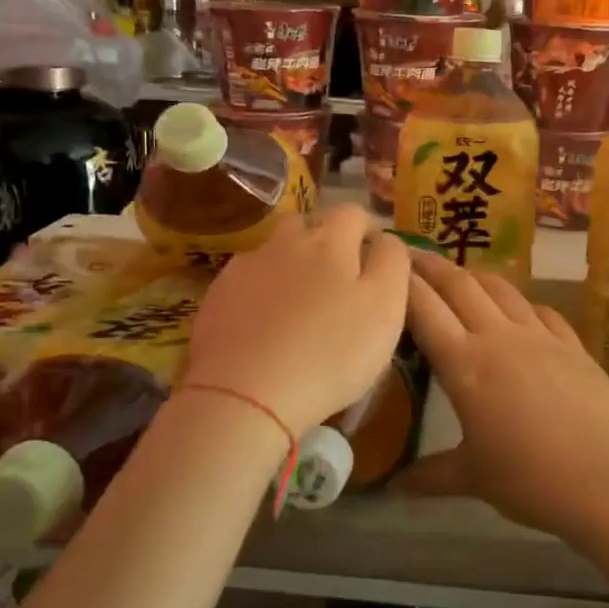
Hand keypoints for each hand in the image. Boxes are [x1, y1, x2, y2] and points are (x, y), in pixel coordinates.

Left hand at [184, 205, 409, 439]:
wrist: (245, 394)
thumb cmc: (330, 353)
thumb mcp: (385, 309)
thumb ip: (392, 264)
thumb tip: (386, 239)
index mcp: (330, 242)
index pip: (354, 213)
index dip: (368, 228)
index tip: (375, 254)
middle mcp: (285, 243)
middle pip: (307, 224)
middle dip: (324, 239)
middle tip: (337, 277)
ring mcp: (246, 268)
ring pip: (273, 250)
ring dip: (289, 262)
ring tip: (298, 300)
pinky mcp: (217, 297)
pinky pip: (245, 280)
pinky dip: (259, 291)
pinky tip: (264, 323)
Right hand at [395, 254, 608, 541]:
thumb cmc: (533, 480)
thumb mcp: (474, 478)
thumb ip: (430, 475)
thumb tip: (392, 487)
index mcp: (465, 364)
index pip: (424, 309)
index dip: (402, 283)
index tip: (386, 264)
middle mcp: (499, 337)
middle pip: (459, 285)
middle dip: (431, 265)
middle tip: (411, 253)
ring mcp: (540, 336)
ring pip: (500, 289)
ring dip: (474, 275)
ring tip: (459, 276)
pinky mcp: (572, 344)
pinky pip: (539, 310)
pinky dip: (519, 303)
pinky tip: (518, 310)